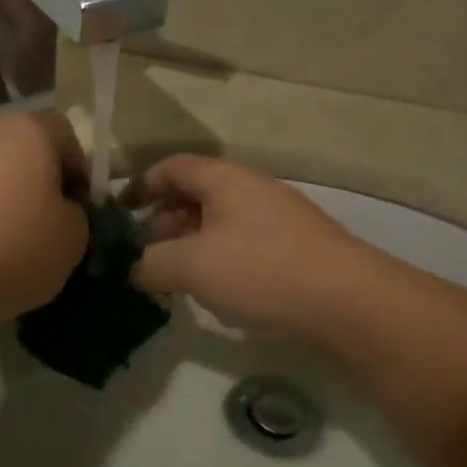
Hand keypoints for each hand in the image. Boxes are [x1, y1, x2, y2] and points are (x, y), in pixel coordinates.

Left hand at [0, 113, 89, 329]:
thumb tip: (59, 210)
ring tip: (1, 241)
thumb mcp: (71, 241)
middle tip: (42, 225)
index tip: (77, 209)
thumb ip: (76, 215)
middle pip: (22, 148)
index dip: (78, 171)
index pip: (65, 135)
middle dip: (36, 181)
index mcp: (29, 131)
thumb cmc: (9, 251)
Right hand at [130, 155, 373, 338]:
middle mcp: (252, 187)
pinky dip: (220, 254)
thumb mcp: (191, 267)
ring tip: (178, 274)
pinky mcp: (296, 243)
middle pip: (196, 192)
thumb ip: (150, 264)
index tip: (120, 213)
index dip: (141, 185)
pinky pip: (244, 238)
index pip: (171, 166)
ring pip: (221, 218)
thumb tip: (133, 268)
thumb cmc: (259, 270)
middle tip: (147, 252)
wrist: (346, 299)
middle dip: (164, 219)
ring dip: (192, 240)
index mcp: (224, 179)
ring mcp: (279, 214)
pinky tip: (219, 285)